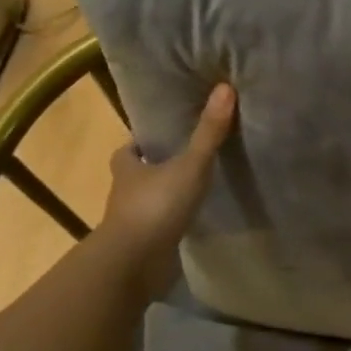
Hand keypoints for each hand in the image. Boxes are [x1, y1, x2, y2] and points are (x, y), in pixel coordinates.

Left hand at [99, 83, 236, 299]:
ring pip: (148, 200)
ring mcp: (132, 220)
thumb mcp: (190, 165)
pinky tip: (192, 219)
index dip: (142, 143)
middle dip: (155, 168)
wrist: (135, 262)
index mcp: (127, 166)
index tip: (162, 137)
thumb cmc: (156, 206)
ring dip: (164, 196)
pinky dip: (171, 222)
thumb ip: (208, 132)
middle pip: (137, 174)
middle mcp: (124, 191)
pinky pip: (159, 226)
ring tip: (194, 189)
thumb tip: (225, 88)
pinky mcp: (143, 243)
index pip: (129, 149)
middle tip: (184, 160)